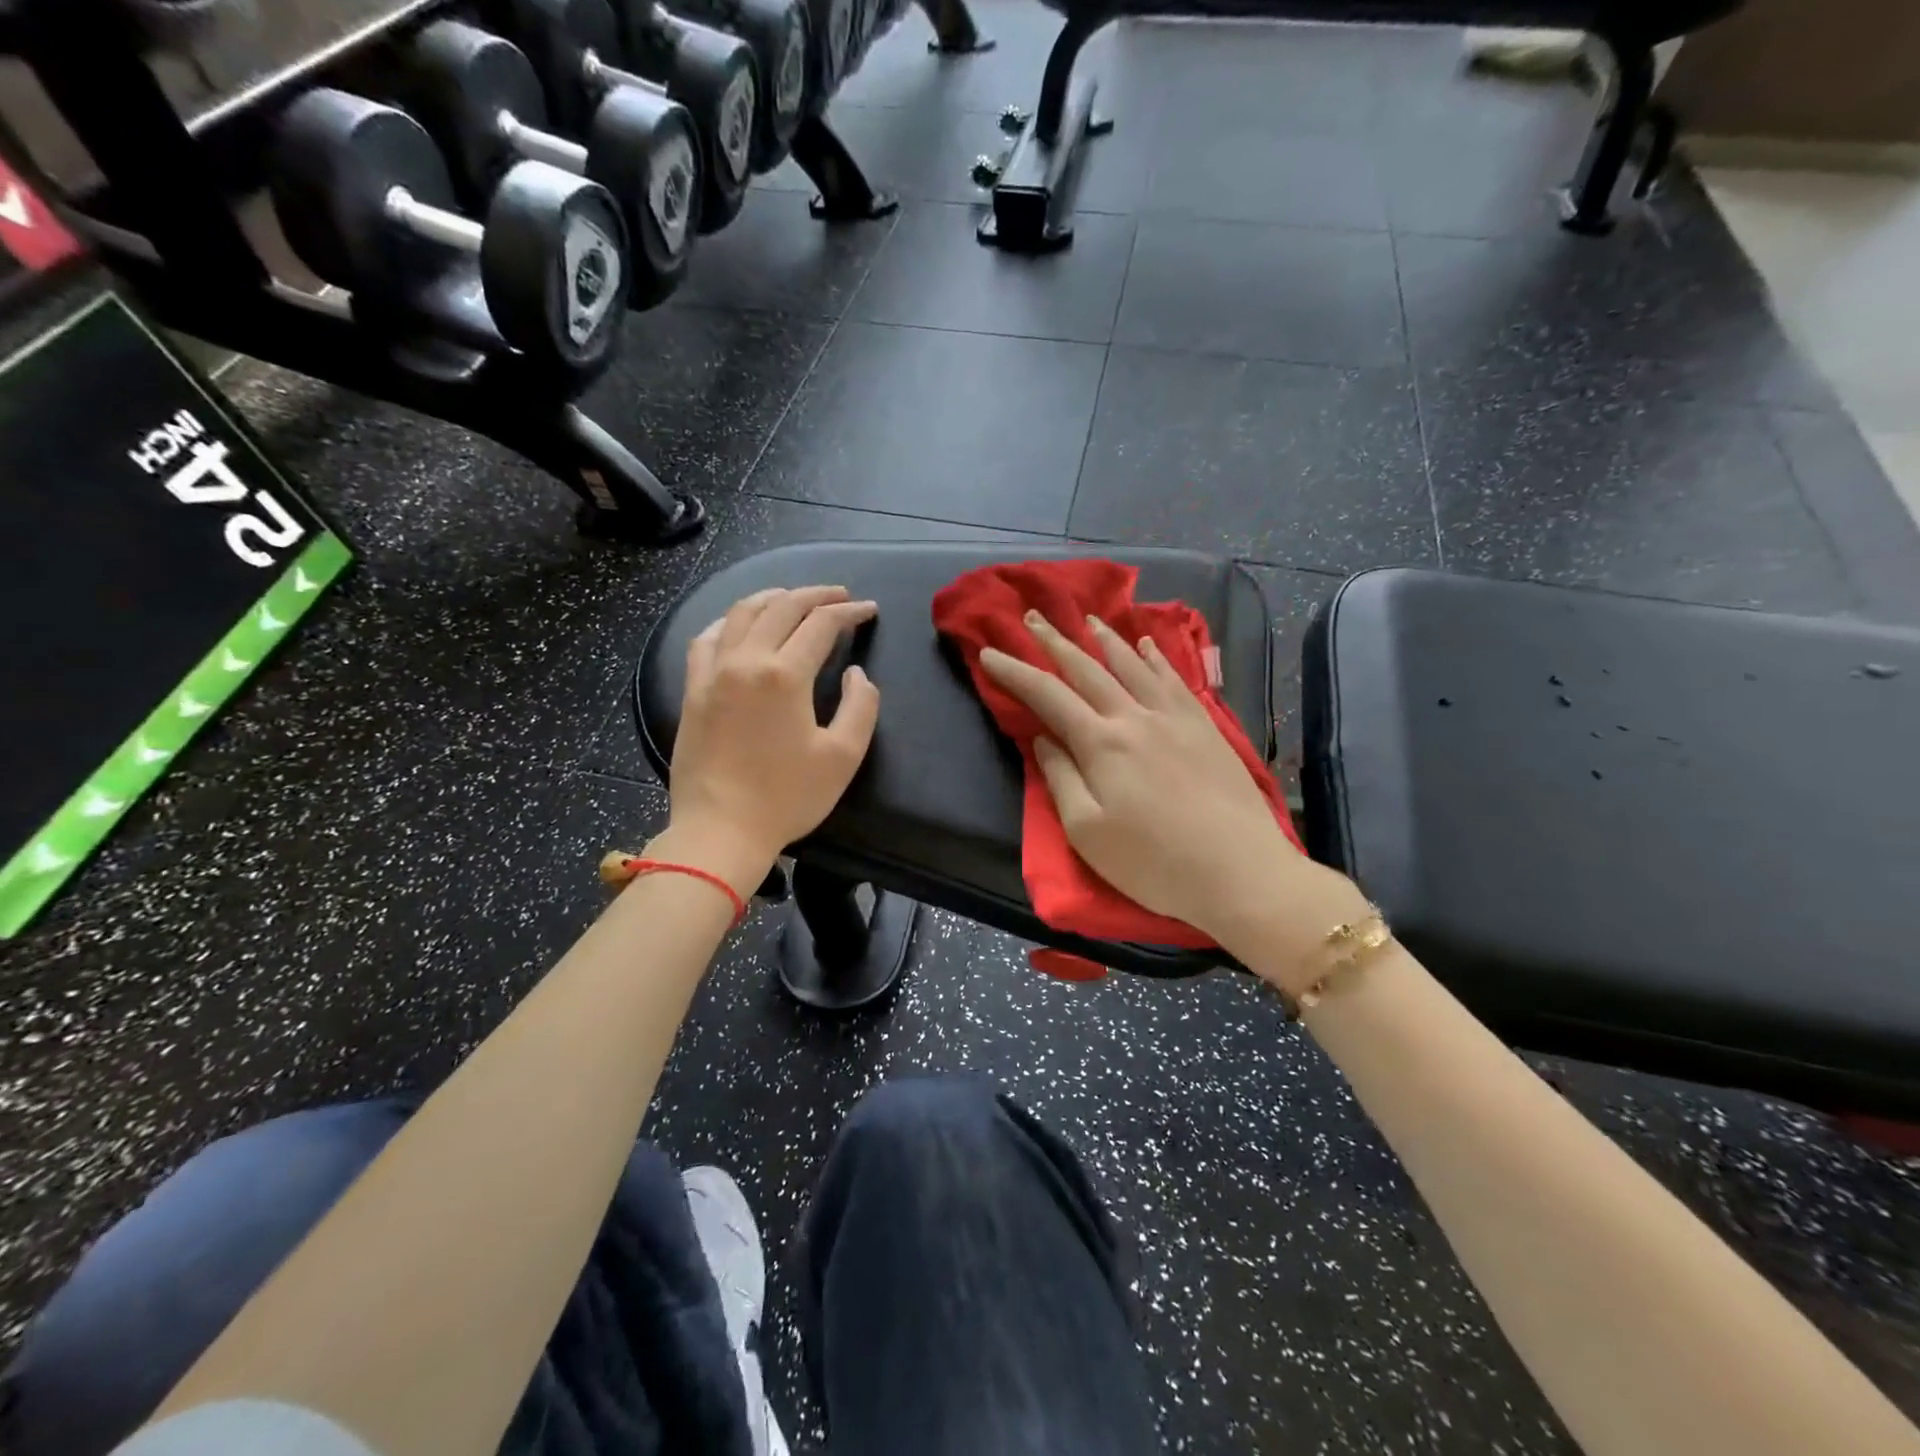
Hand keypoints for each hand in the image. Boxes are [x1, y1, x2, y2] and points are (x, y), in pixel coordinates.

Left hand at [661, 586, 879, 893]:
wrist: (721, 831)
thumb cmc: (787, 798)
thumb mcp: (842, 757)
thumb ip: (860, 707)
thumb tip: (855, 674)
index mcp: (785, 674)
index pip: (821, 624)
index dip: (850, 612)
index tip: (869, 610)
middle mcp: (746, 660)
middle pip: (782, 607)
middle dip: (816, 595)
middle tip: (840, 596)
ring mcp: (713, 672)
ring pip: (742, 613)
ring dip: (773, 598)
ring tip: (793, 598)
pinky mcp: (692, 690)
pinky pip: (707, 638)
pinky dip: (729, 621)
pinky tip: (740, 624)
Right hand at [979, 611, 1366, 978]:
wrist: (1239, 871)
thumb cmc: (1153, 862)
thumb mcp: (1087, 831)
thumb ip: (1060, 779)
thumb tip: (1043, 740)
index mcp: (1101, 743)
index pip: (1047, 696)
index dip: (1015, 672)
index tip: (988, 653)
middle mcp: (1135, 717)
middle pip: (1087, 669)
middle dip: (1055, 641)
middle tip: (1032, 616)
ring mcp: (1175, 717)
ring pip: (1133, 665)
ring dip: (1104, 639)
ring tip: (1086, 619)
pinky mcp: (1205, 727)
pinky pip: (1175, 678)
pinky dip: (1156, 657)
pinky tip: (1148, 644)